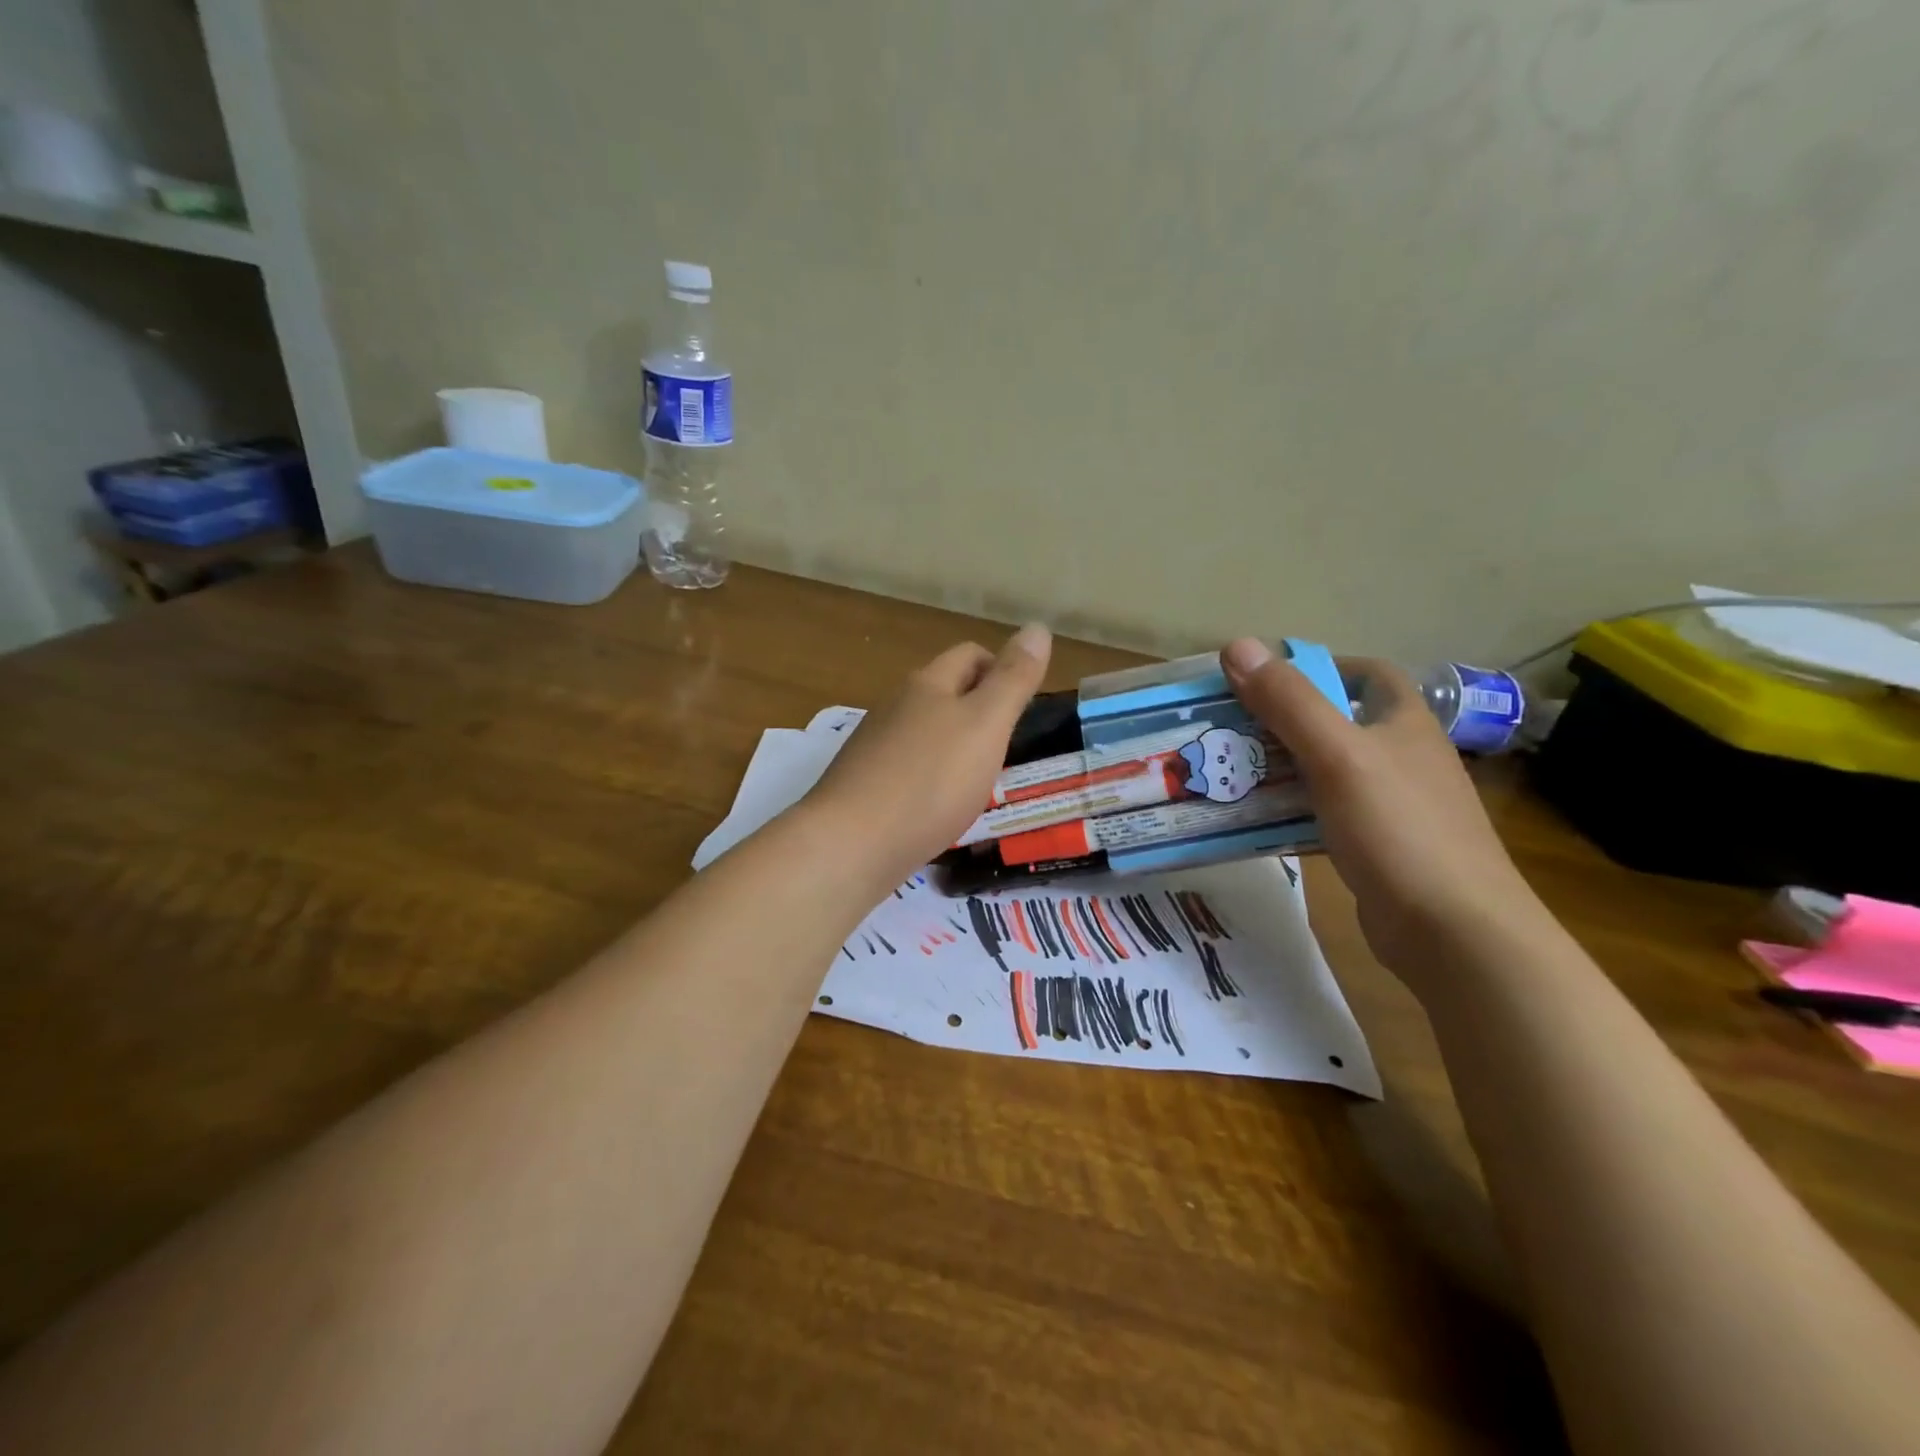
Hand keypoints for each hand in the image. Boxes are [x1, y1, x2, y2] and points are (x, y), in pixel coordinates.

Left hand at [803, 624, 1052, 888]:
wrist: (851, 844)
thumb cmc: (930, 780)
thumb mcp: (986, 724)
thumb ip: (1013, 679)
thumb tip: (1038, 627)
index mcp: (928, 683)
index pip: (971, 654)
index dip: (1002, 669)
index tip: (1025, 708)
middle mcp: (897, 706)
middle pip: (946, 691)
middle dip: (980, 709)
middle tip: (1010, 747)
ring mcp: (875, 746)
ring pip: (926, 731)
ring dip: (956, 746)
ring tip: (980, 780)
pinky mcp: (864, 784)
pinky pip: (909, 767)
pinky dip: (932, 778)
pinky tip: (941, 807)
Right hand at [1220, 639, 1543, 984]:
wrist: (1454, 932)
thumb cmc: (1399, 829)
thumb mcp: (1338, 755)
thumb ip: (1289, 702)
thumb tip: (1237, 645)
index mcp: (1404, 723)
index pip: (1368, 675)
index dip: (1321, 667)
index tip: (1266, 679)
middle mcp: (1402, 758)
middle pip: (1337, 723)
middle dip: (1283, 721)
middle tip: (1228, 727)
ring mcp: (1393, 806)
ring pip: (1326, 772)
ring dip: (1280, 768)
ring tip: (1228, 771)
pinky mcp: (1377, 848)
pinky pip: (1324, 815)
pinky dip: (1290, 812)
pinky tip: (1255, 821)